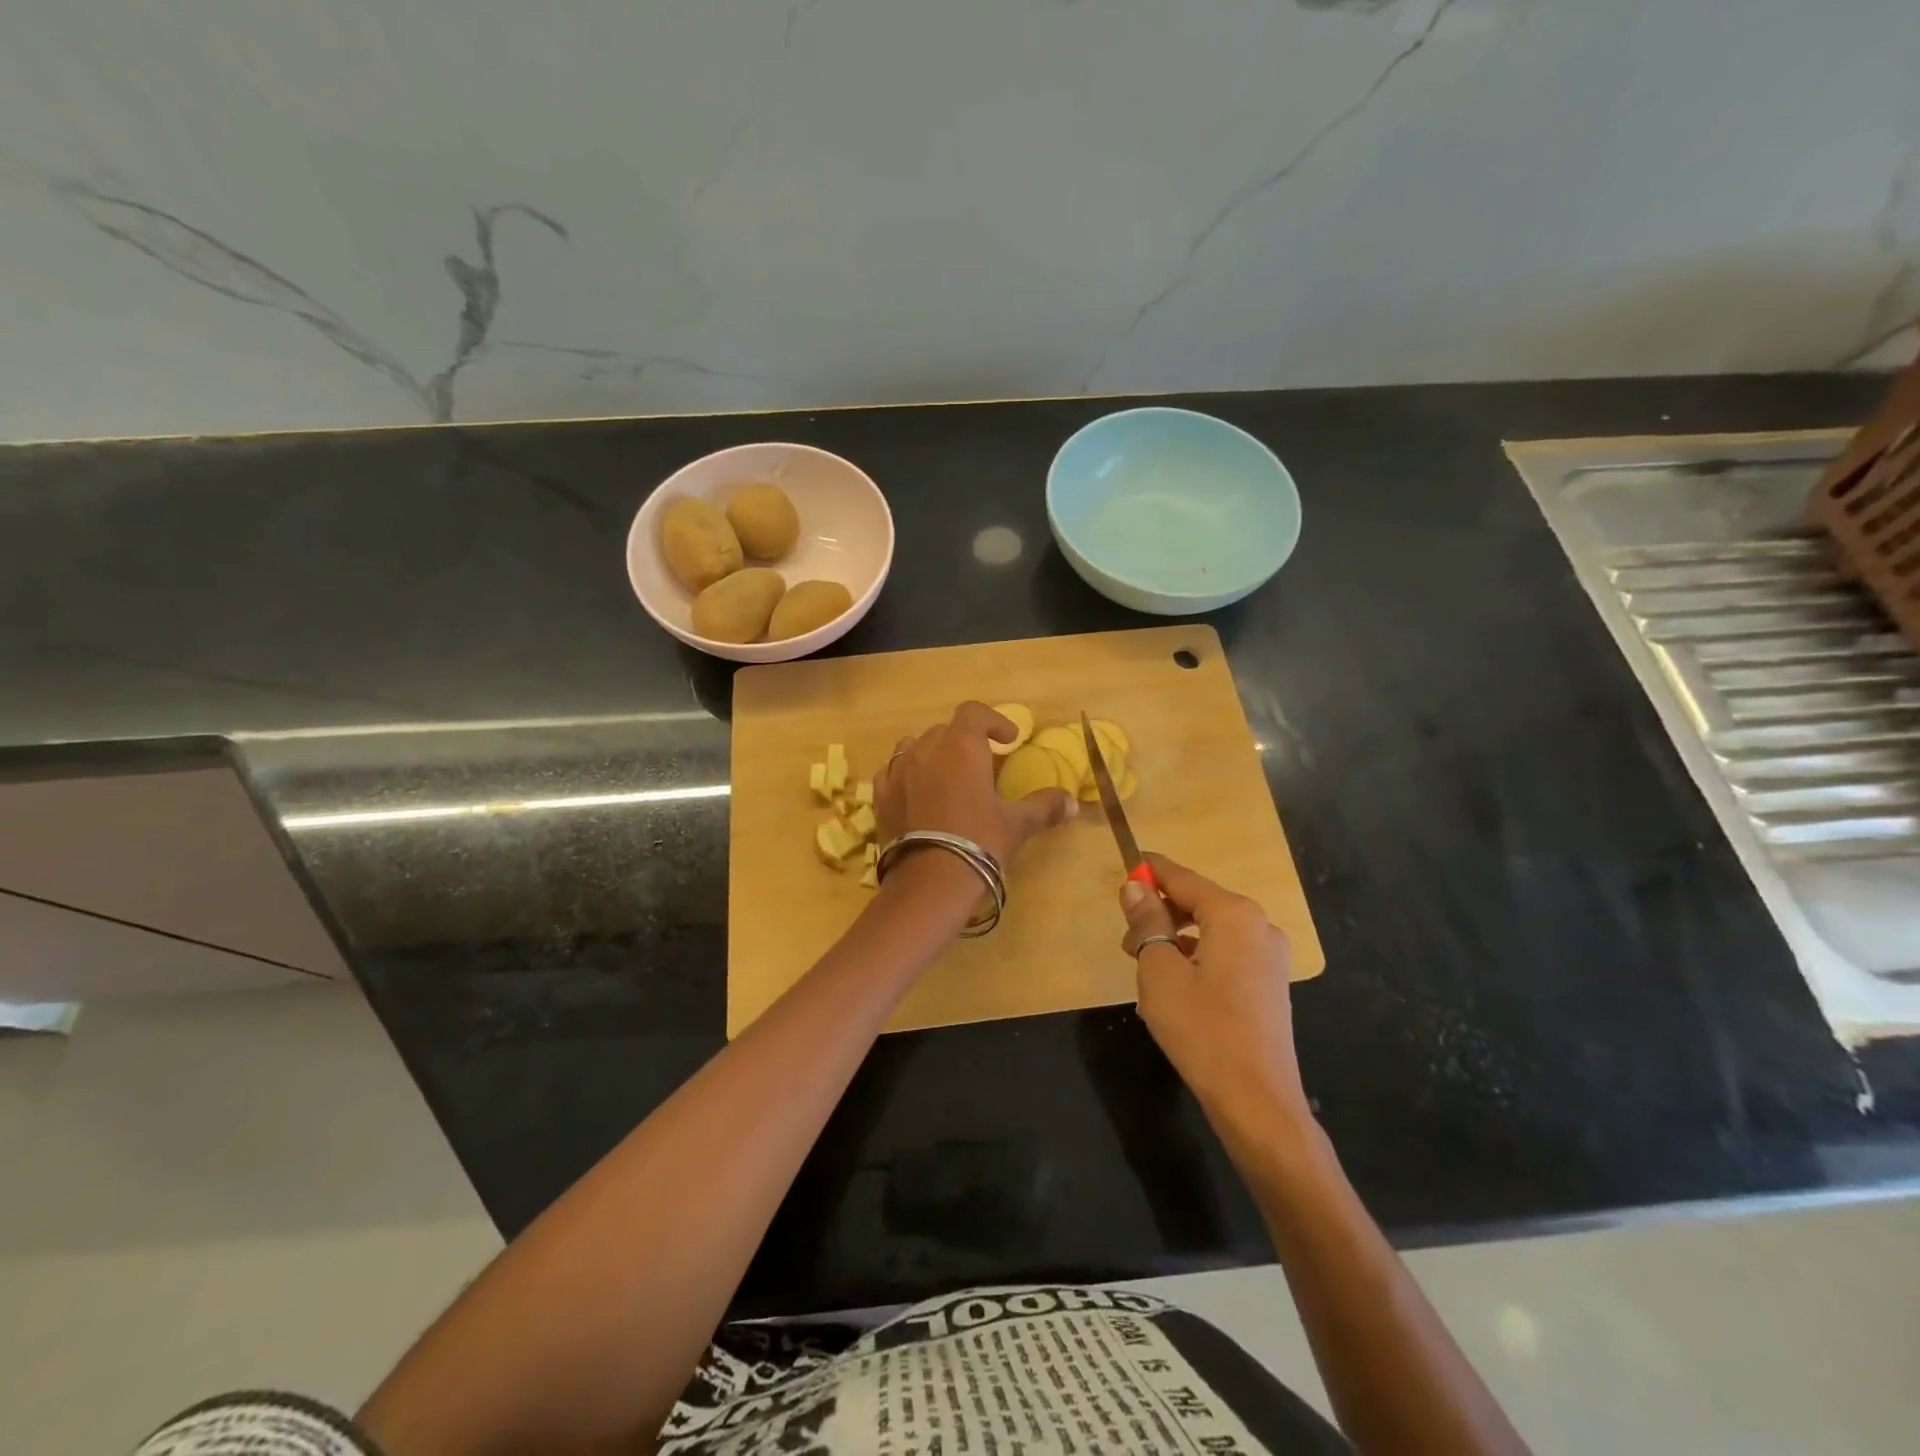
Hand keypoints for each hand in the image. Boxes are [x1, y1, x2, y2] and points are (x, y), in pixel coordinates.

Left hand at [874, 701, 1075, 866]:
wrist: (929, 881)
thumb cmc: (979, 842)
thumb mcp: (1017, 824)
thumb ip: (1044, 807)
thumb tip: (1072, 803)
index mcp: (961, 747)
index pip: (973, 713)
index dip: (993, 720)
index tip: (1009, 740)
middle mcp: (925, 750)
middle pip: (945, 730)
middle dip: (965, 740)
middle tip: (982, 763)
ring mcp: (897, 771)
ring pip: (914, 746)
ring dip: (932, 752)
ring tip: (946, 774)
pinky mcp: (880, 796)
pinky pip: (891, 771)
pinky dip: (906, 773)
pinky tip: (916, 791)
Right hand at [1119, 853, 1311, 1134]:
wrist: (1257, 1102)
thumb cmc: (1201, 1029)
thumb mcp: (1159, 971)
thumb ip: (1147, 921)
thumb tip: (1135, 886)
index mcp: (1234, 915)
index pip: (1183, 878)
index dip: (1151, 872)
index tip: (1124, 866)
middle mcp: (1259, 926)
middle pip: (1199, 902)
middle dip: (1160, 914)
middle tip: (1127, 943)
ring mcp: (1270, 957)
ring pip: (1210, 931)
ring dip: (1174, 940)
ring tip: (1145, 971)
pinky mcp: (1269, 984)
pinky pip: (1225, 955)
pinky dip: (1196, 959)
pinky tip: (1173, 990)